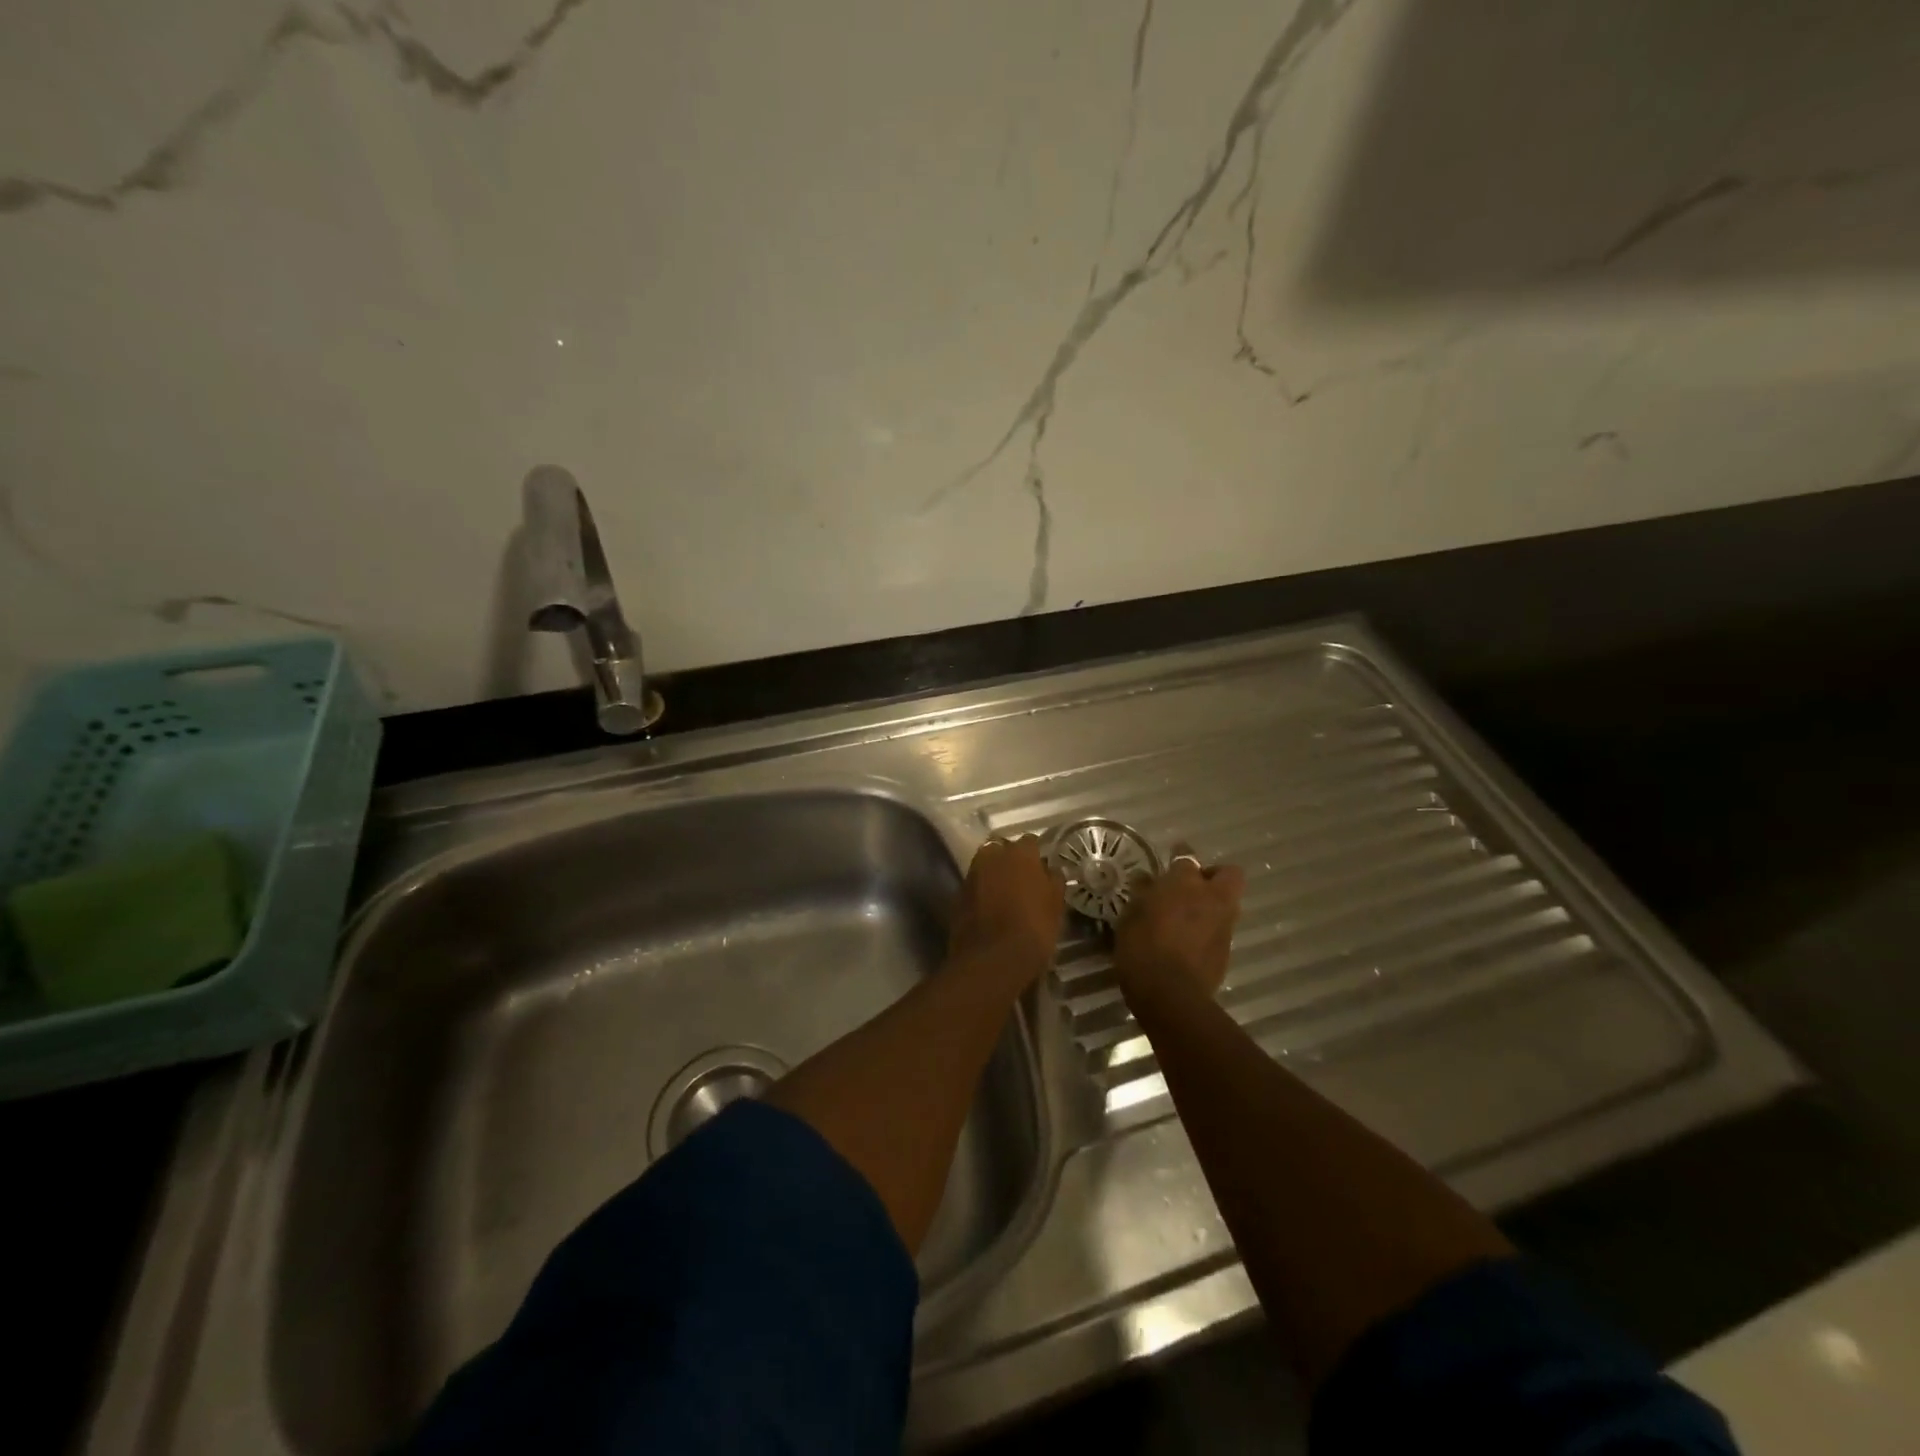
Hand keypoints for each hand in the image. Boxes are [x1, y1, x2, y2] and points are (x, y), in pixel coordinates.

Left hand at [948, 835, 1065, 993]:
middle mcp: (992, 856)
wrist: (992, 959)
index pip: (1030, 842)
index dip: (1036, 856)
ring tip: (1006, 896)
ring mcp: (971, 874)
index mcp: (1020, 853)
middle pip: (1003, 850)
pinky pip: (974, 887)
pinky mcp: (957, 895)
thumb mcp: (1056, 905)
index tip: (1042, 869)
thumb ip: (1054, 881)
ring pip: (985, 867)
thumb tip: (1050, 870)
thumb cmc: (1034, 928)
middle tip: (1023, 881)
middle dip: (1010, 861)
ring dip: (994, 876)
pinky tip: (990, 910)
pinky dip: (981, 893)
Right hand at [1114, 844, 1245, 997]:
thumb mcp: (1131, 916)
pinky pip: (1221, 929)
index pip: (1186, 857)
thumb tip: (1146, 879)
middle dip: (1215, 875)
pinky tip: (1189, 940)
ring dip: (1213, 904)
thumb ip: (1142, 894)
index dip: (1179, 854)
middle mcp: (1211, 898)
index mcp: (1184, 883)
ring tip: (1189, 915)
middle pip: (1229, 874)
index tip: (1172, 855)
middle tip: (1193, 885)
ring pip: (1228, 902)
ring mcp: (1223, 925)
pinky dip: (1210, 929)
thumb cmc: (1142, 947)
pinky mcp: (1226, 950)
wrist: (1170, 994)